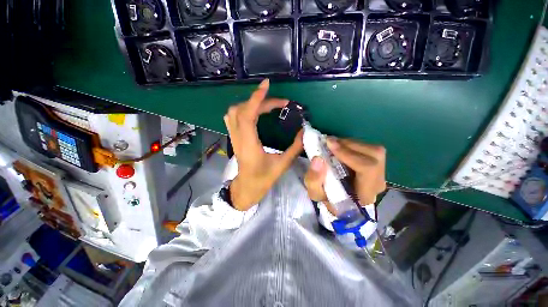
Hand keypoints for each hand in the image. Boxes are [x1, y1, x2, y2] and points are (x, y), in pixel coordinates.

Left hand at [225, 79, 302, 210]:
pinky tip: (254, 111)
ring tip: (267, 104)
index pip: (247, 116)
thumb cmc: (263, 179)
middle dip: (261, 101)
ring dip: (251, 104)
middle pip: (242, 110)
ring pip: (234, 112)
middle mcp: (238, 138)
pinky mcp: (234, 138)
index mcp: (249, 145)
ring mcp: (233, 137)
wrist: (246, 188)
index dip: (256, 98)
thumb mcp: (282, 165)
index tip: (266, 85)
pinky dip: (243, 109)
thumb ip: (294, 148)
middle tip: (280, 103)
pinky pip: (233, 118)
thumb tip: (304, 131)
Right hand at [304, 138, 385, 215]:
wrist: (339, 199)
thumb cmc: (328, 198)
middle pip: (373, 155)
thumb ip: (314, 179)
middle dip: (348, 145)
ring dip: (350, 144)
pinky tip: (340, 147)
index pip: (368, 169)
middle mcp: (378, 183)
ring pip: (372, 149)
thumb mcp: (315, 193)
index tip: (330, 145)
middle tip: (328, 142)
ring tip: (333, 144)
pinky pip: (369, 148)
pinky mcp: (377, 165)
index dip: (349, 154)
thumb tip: (318, 159)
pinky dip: (352, 144)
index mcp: (365, 194)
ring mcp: (381, 173)